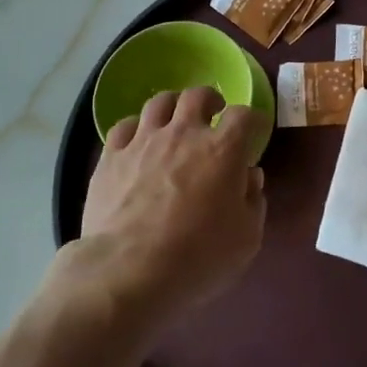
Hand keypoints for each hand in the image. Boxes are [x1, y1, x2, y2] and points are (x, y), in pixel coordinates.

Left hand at [78, 87, 266, 324]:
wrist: (129, 271)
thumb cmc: (198, 257)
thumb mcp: (246, 238)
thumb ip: (253, 201)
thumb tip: (250, 177)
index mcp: (222, 150)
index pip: (243, 115)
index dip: (252, 119)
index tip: (254, 130)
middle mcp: (183, 133)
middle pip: (198, 96)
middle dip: (210, 99)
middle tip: (214, 112)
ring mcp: (144, 141)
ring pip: (159, 102)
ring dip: (173, 106)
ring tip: (175, 119)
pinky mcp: (112, 156)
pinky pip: (124, 126)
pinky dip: (136, 128)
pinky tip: (138, 140)